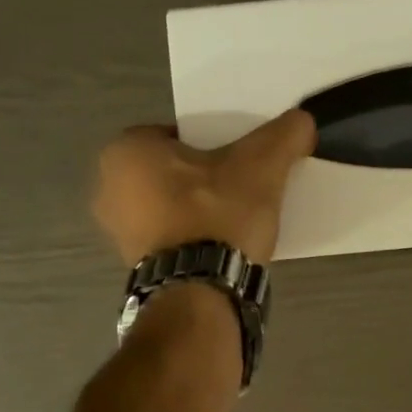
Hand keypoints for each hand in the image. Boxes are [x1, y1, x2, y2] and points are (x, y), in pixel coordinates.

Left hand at [92, 110, 315, 265]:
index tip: (239, 158)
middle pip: (172, 170)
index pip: (177, 134)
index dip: (212, 142)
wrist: (201, 292)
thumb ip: (284, 134)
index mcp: (125, 151)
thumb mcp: (261, 165)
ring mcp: (117, 232)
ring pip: (169, 204)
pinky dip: (191, 236)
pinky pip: (169, 236)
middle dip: (202, 176)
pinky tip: (221, 244)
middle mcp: (107, 189)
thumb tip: (303, 120)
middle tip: (240, 185)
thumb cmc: (217, 214)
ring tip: (235, 216)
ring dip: (196, 208)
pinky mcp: (134, 265)